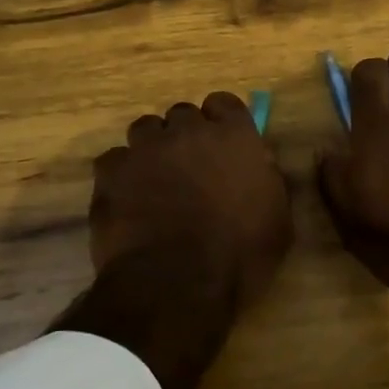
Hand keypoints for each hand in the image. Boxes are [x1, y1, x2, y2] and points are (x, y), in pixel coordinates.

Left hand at [91, 91, 293, 309]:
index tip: (221, 145)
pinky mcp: (111, 172)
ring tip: (153, 181)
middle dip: (185, 136)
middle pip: (183, 114)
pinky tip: (126, 201)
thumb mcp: (278, 222)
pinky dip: (119, 175)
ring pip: (145, 129)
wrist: (177, 285)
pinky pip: (114, 160)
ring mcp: (146, 148)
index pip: (224, 103)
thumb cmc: (239, 257)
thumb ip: (268, 182)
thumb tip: (259, 165)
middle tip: (188, 169)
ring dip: (151, 148)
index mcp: (234, 137)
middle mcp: (189, 131)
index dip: (221, 121)